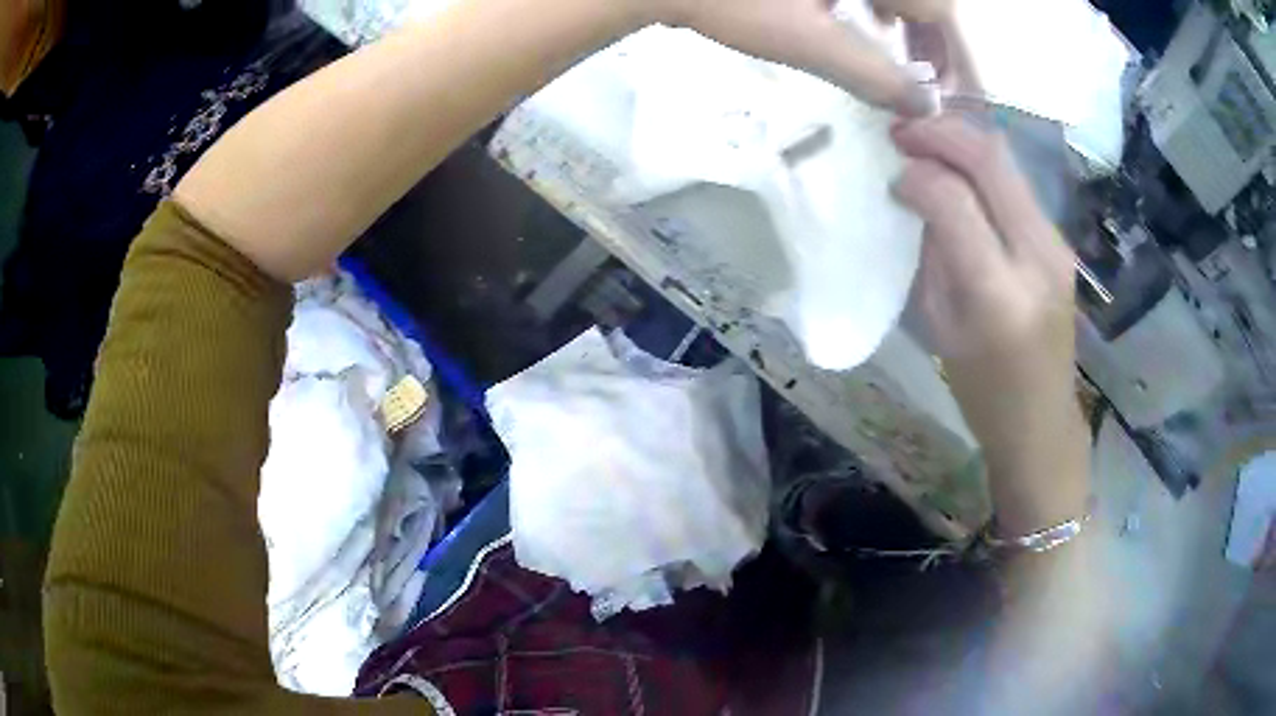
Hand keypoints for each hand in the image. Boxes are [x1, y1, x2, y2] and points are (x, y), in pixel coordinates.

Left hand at [655, 0, 954, 114]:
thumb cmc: (733, 3)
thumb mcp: (808, 42)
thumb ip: (872, 75)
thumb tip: (925, 107)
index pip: (937, 7)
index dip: (953, 50)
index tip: (958, 90)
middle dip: (931, 34)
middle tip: (931, 75)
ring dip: (904, 17)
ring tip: (898, 48)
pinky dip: (875, 2)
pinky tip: (867, 18)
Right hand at [890, 115, 1085, 528]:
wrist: (1042, 422)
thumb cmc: (982, 391)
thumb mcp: (940, 327)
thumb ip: (933, 253)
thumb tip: (917, 194)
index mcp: (998, 294)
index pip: (954, 198)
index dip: (917, 173)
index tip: (892, 172)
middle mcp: (1037, 257)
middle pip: (990, 159)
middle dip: (940, 132)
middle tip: (902, 131)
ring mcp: (1057, 245)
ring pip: (1007, 161)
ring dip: (962, 141)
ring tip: (926, 142)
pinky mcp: (1061, 242)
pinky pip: (1018, 184)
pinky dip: (982, 165)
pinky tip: (959, 171)